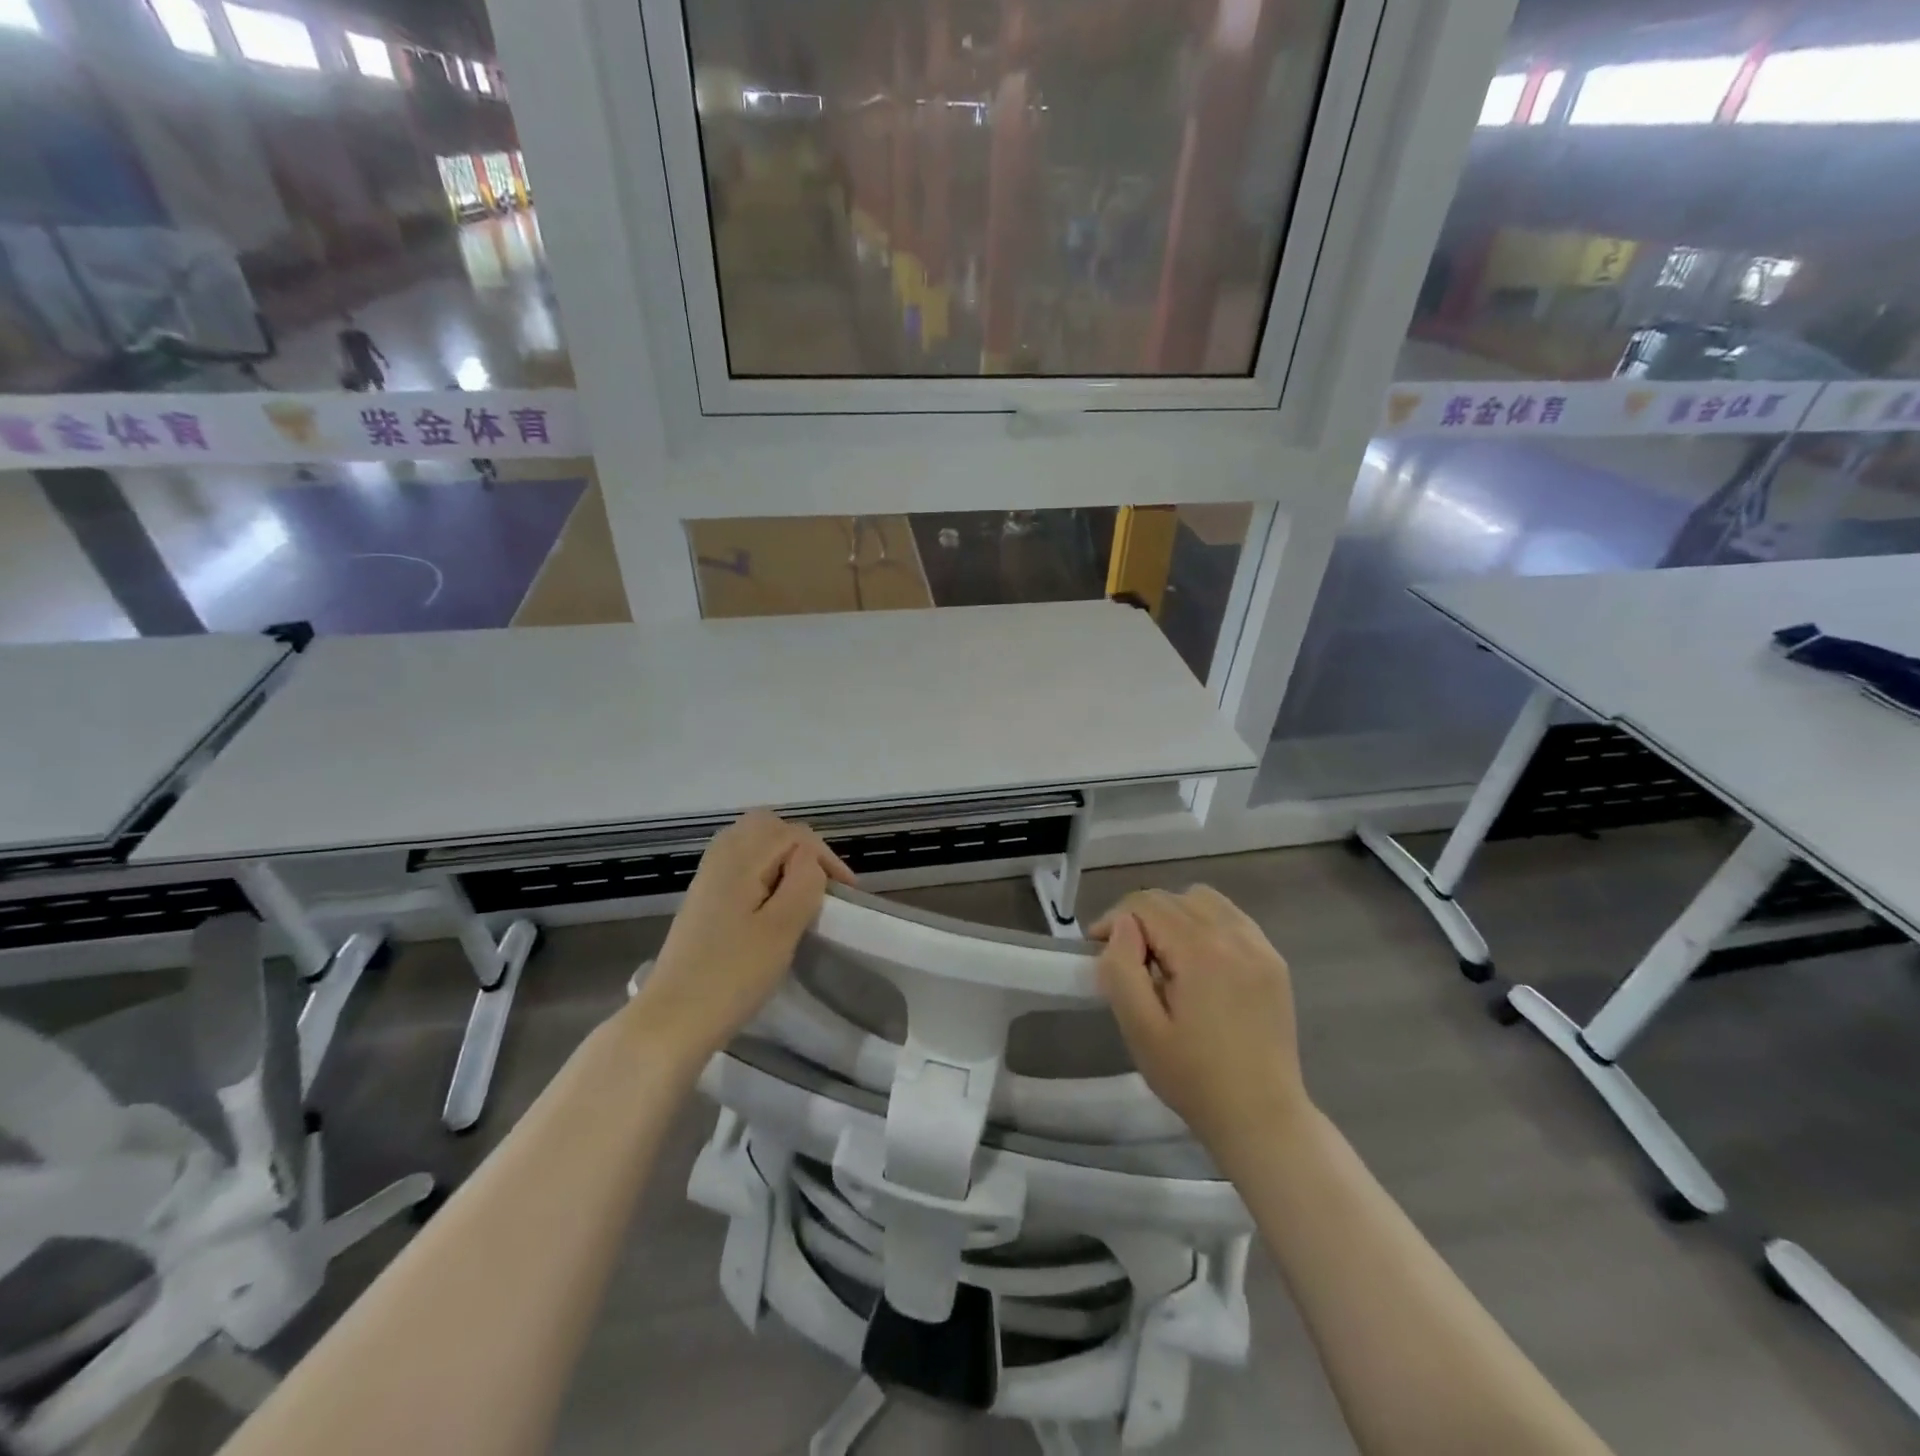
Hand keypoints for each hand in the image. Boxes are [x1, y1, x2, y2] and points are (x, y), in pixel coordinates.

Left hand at [631, 811, 854, 1063]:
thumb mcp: (781, 929)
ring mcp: (707, 879)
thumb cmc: (732, 975)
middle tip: (821, 882)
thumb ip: (803, 883)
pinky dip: (763, 872)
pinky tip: (772, 905)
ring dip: (782, 857)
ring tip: (802, 892)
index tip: (845, 894)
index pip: (794, 835)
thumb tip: (809, 860)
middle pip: (766, 826)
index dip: (825, 857)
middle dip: (801, 846)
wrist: (671, 1020)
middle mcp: (720, 857)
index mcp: (740, 859)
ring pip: (751, 843)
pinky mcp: (703, 901)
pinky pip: (739, 865)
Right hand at [1092, 886, 1308, 1153]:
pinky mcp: (1274, 962)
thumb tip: (1122, 927)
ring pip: (1204, 900)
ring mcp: (1260, 947)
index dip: (1114, 919)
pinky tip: (1198, 961)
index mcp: (1201, 951)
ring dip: (1175, 915)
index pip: (1146, 904)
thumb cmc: (1193, 1078)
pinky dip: (1206, 924)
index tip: (1098, 948)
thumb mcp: (1140, 1029)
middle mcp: (1234, 936)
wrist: (1262, 1118)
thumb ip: (1121, 968)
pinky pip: (1232, 918)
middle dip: (1141, 917)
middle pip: (1174, 898)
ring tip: (1164, 955)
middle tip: (1128, 958)